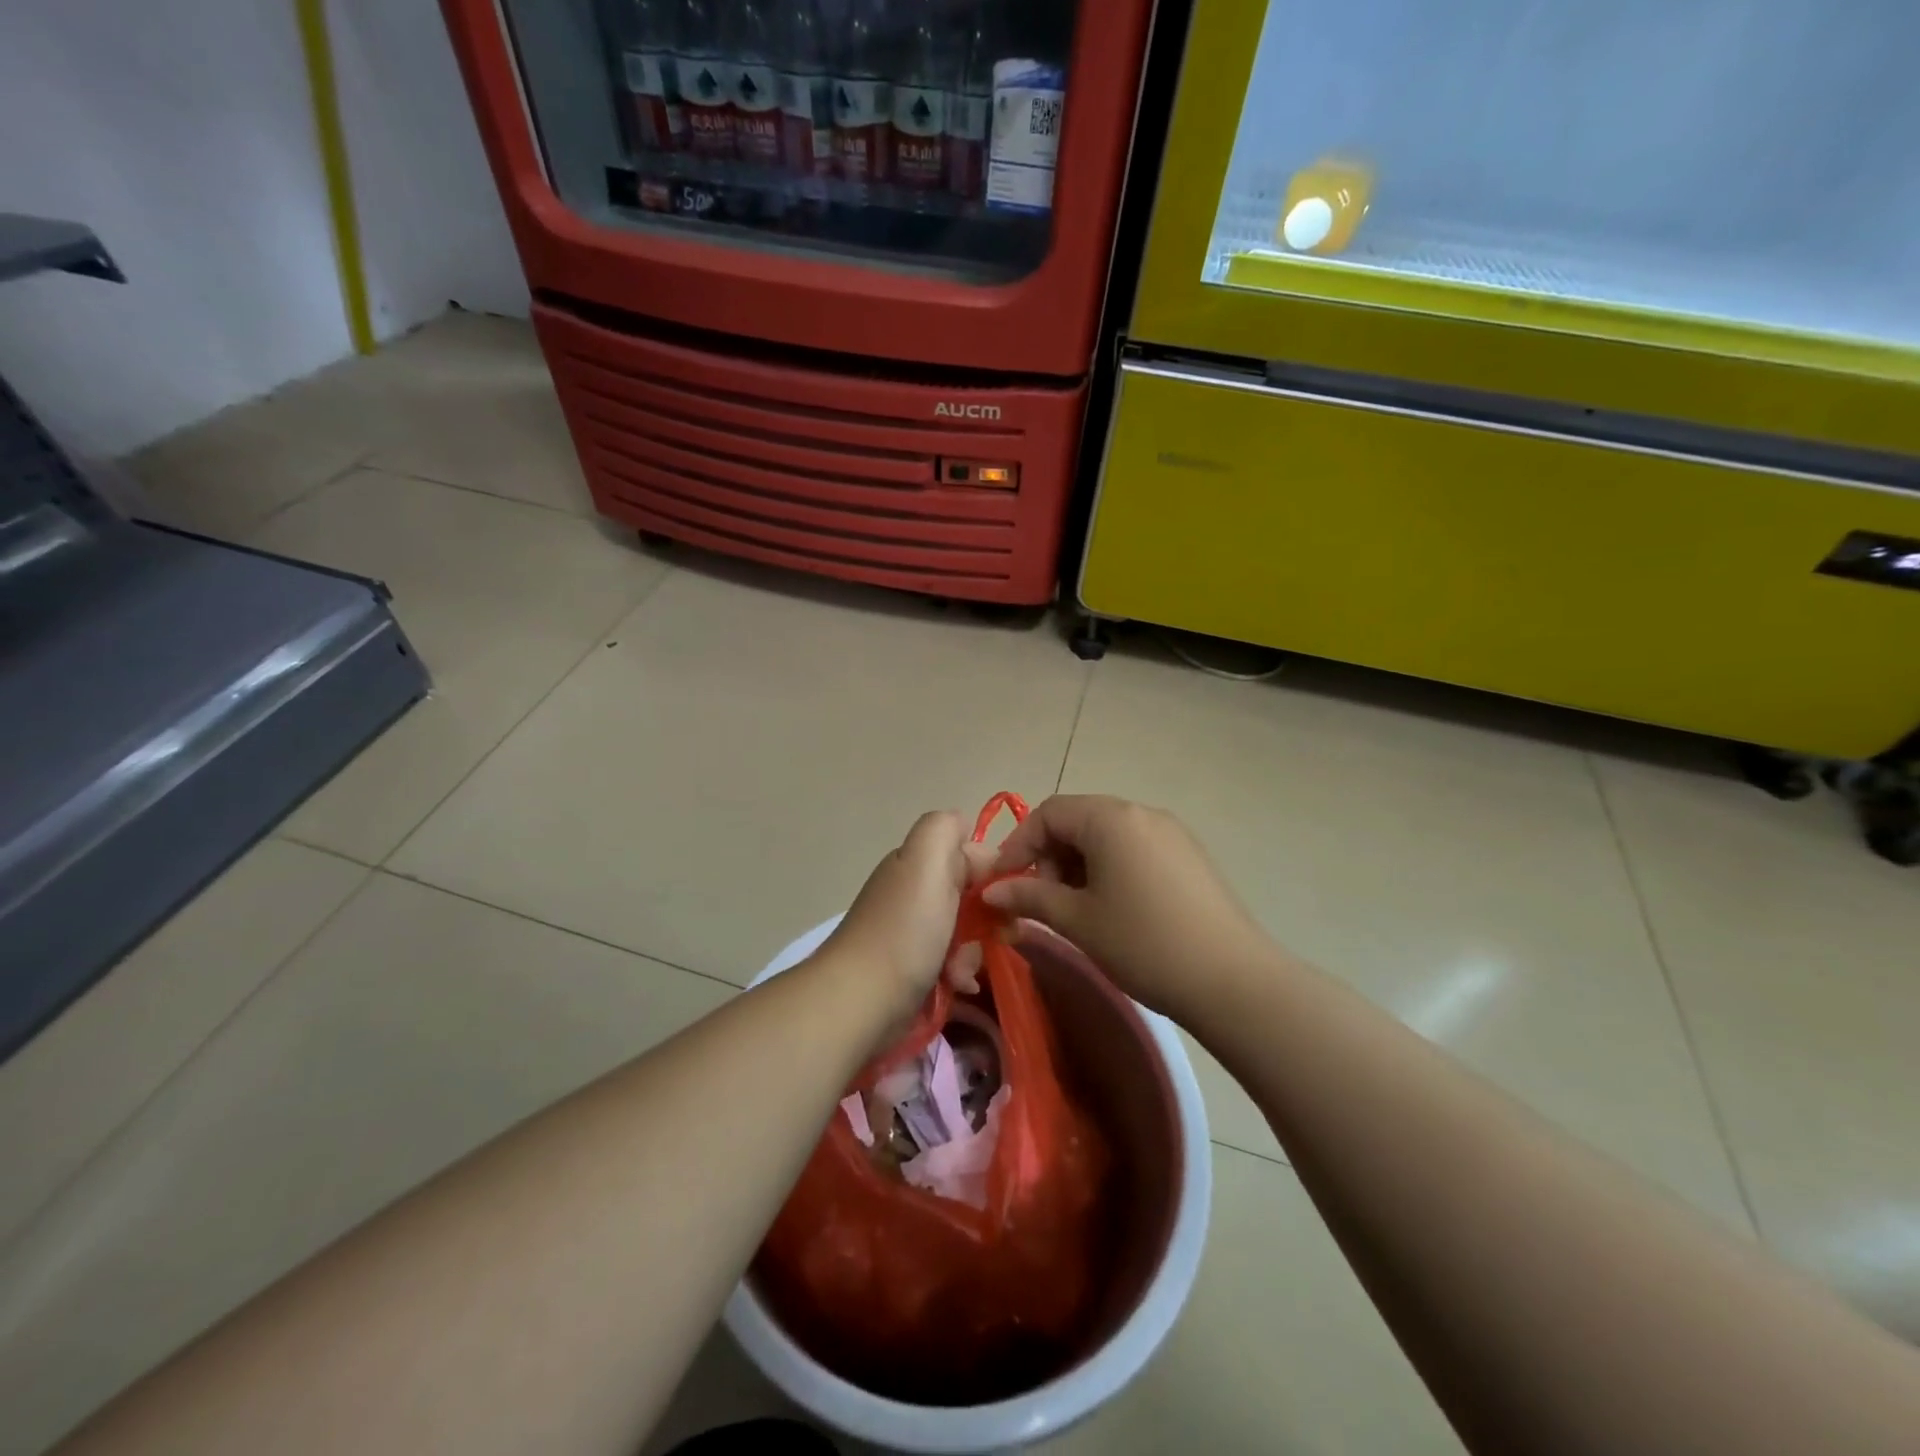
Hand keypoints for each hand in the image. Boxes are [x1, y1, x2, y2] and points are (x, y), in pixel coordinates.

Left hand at [820, 811, 994, 1021]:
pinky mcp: (912, 968)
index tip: (1008, 896)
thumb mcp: (926, 862)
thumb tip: (967, 833)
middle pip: (970, 894)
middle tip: (995, 938)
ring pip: (964, 931)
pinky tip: (958, 986)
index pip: (970, 852)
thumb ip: (946, 830)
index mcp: (916, 861)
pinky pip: (950, 962)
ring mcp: (910, 931)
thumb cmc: (903, 931)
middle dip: (986, 917)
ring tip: (962, 972)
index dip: (993, 871)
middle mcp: (913, 890)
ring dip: (974, 951)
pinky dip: (959, 973)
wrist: (860, 1002)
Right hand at [983, 795, 1273, 1019]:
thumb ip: (1029, 896)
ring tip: (1075, 909)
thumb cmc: (1143, 942)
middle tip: (1041, 901)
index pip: (1048, 813)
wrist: (1232, 980)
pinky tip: (1113, 909)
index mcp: (1111, 818)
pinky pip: (1135, 849)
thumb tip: (991, 889)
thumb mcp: (1077, 920)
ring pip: (1107, 836)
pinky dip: (1110, 869)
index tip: (1004, 883)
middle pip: (1078, 820)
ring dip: (1079, 865)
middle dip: (1049, 856)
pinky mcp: (1189, 856)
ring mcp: (1171, 832)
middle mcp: (1142, 813)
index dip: (1018, 845)